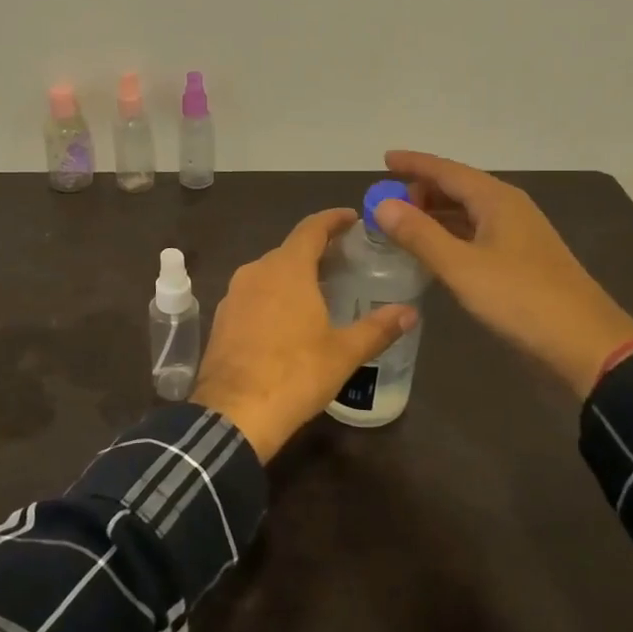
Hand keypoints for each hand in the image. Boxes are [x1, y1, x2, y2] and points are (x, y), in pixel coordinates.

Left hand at [194, 208, 415, 462]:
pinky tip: (288, 319)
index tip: (352, 218)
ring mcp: (234, 295)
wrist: (233, 414)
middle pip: (289, 250)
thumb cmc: (295, 375)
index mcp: (286, 269)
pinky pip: (253, 295)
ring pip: (268, 273)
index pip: (311, 229)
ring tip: (320, 289)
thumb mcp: (343, 353)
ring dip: (293, 274)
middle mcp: (256, 271)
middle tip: (345, 261)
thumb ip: (378, 328)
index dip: (333, 219)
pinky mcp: (222, 319)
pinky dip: (273, 296)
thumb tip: (410, 312)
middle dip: (316, 251)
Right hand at [372, 151, 632, 397]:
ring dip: (434, 214)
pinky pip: (476, 234)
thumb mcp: (461, 267)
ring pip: (467, 212)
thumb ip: (419, 235)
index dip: (413, 163)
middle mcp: (508, 208)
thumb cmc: (520, 298)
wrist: (585, 344)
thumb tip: (382, 204)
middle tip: (385, 204)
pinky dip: (449, 235)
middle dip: (421, 191)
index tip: (383, 159)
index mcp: (496, 200)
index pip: (446, 170)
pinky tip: (433, 251)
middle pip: (458, 188)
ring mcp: (517, 234)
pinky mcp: (520, 260)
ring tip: (400, 223)